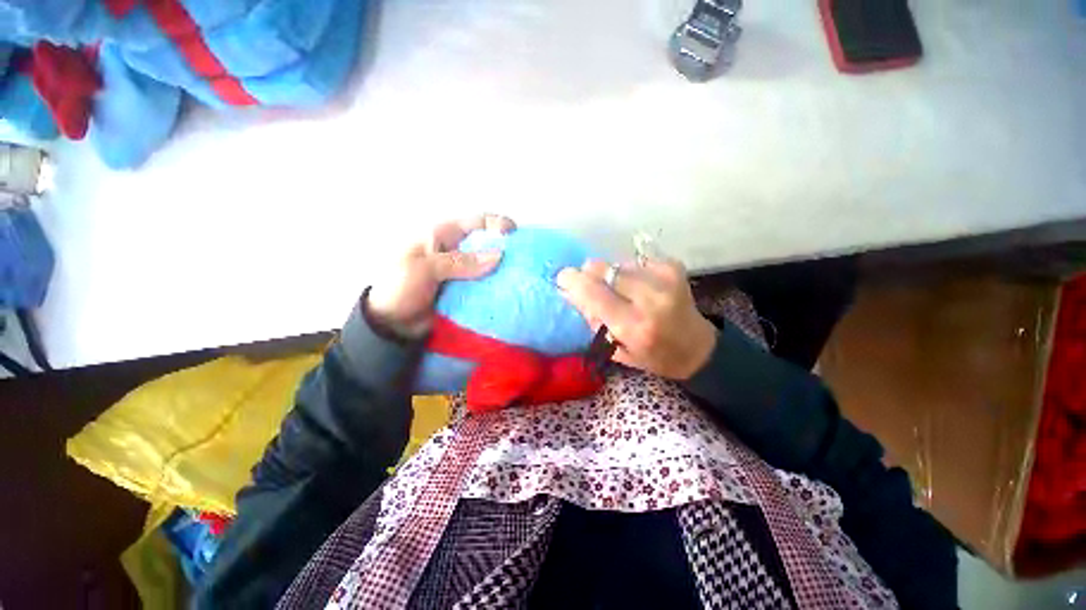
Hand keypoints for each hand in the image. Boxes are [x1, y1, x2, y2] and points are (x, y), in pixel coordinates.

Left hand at [368, 214, 515, 335]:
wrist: (391, 324)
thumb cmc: (400, 287)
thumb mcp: (425, 269)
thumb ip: (460, 262)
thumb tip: (499, 256)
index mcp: (443, 236)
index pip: (476, 222)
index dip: (497, 224)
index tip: (515, 234)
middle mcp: (457, 251)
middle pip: (488, 245)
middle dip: (507, 250)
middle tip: (526, 261)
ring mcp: (464, 273)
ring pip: (490, 267)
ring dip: (505, 272)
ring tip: (523, 279)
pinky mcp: (467, 292)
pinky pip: (487, 287)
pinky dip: (498, 289)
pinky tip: (511, 294)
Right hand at [557, 258, 716, 379]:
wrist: (697, 347)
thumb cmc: (651, 355)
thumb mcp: (615, 348)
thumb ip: (591, 318)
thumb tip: (568, 290)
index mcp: (633, 325)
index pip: (593, 293)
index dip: (573, 281)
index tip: (563, 277)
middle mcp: (650, 298)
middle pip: (604, 269)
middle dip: (591, 274)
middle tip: (591, 285)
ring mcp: (664, 279)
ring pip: (617, 264)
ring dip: (612, 275)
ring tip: (623, 292)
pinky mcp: (672, 266)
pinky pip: (635, 262)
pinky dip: (630, 273)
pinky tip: (639, 287)